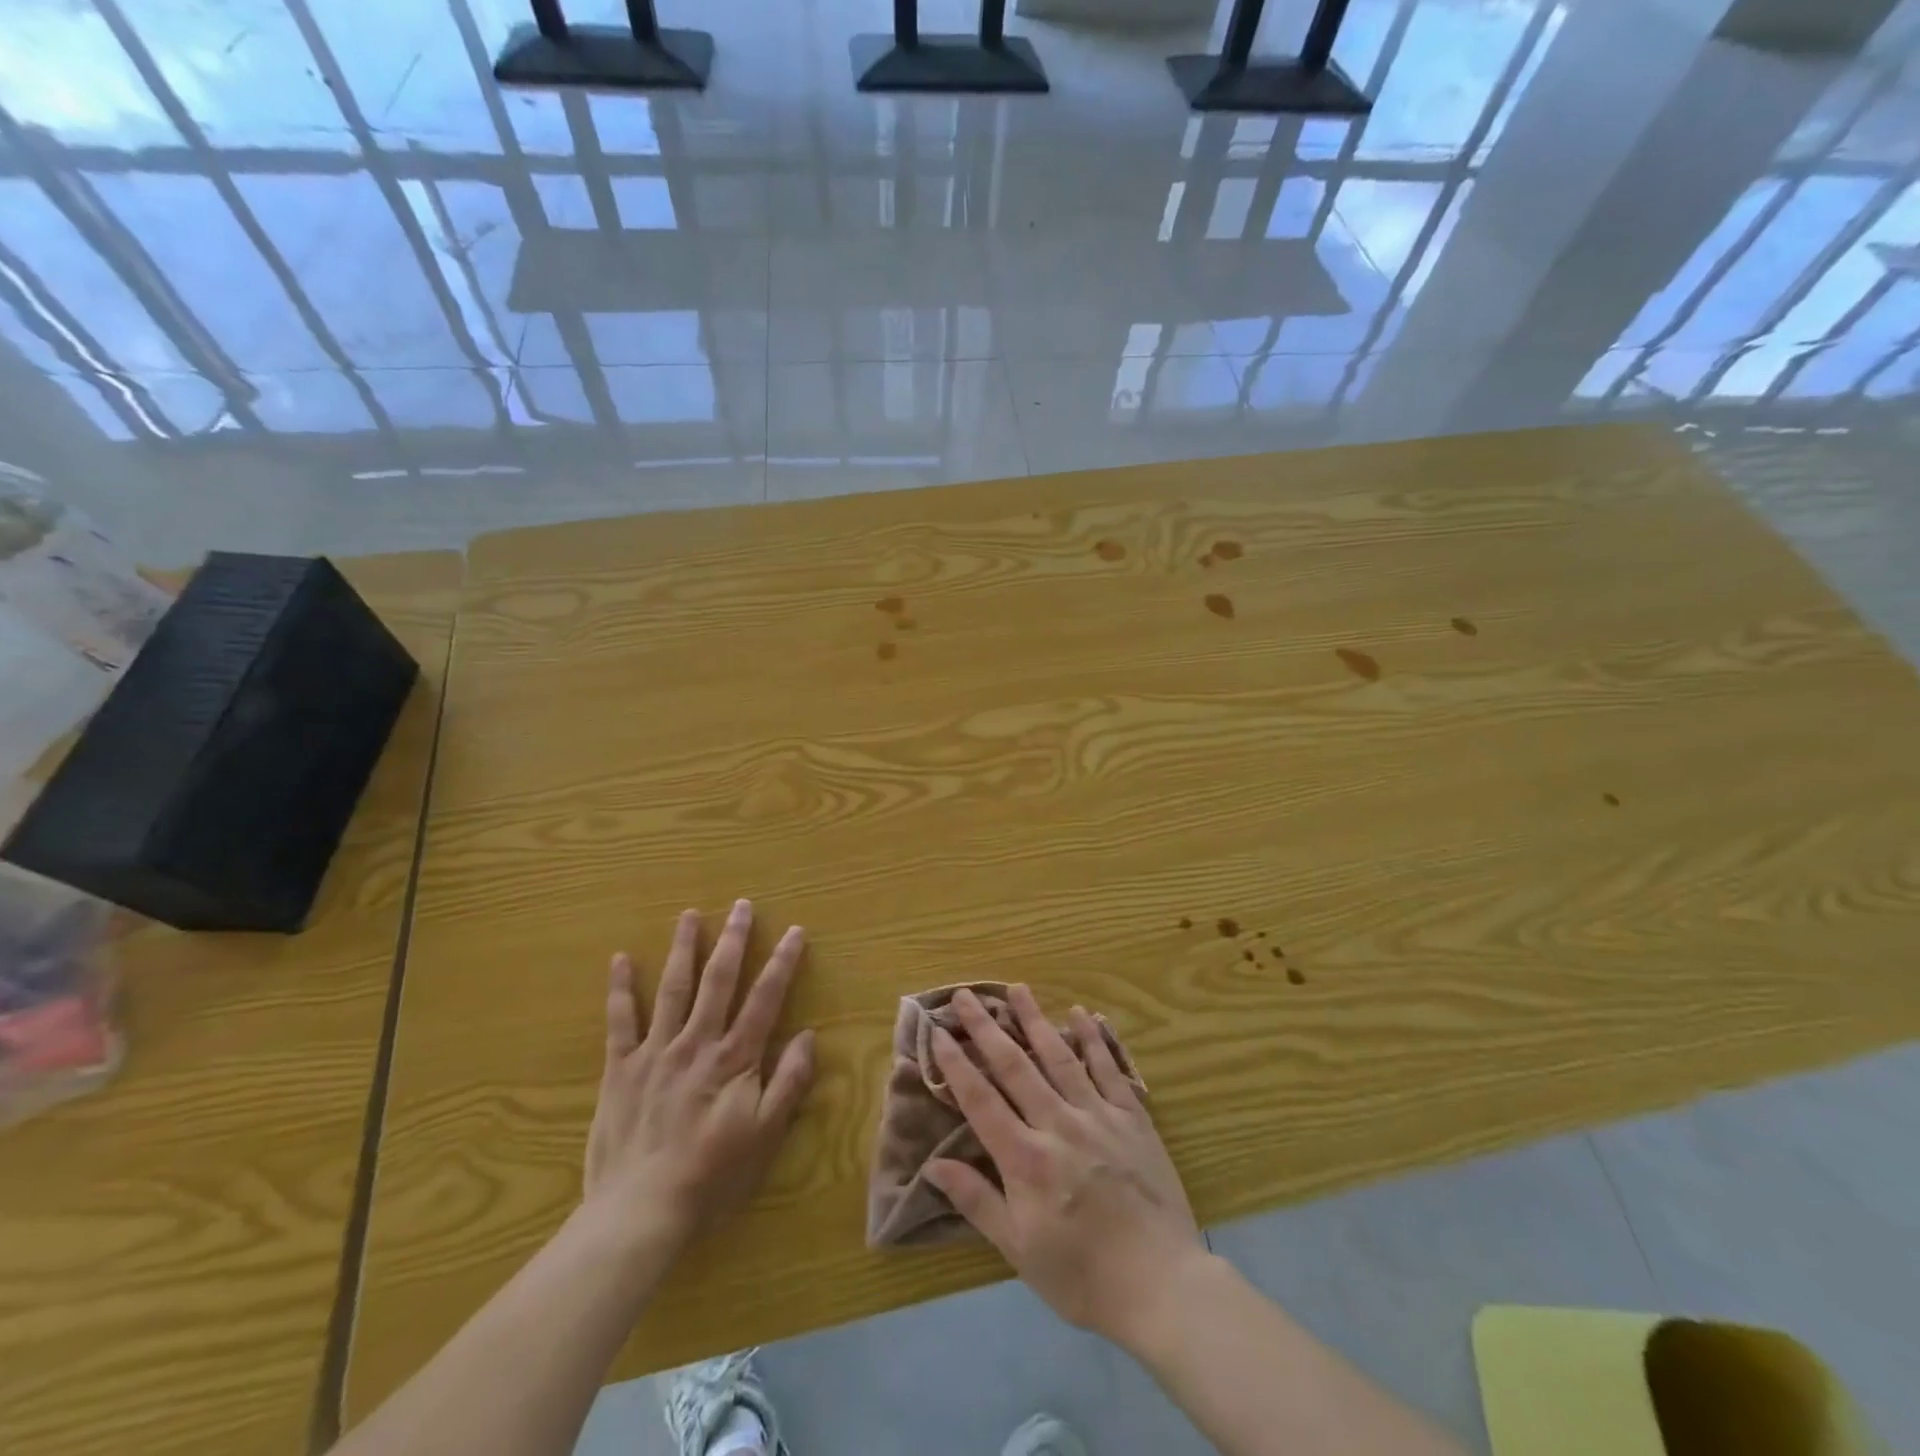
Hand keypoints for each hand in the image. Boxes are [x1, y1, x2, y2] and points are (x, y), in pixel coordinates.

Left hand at [584, 900, 815, 1252]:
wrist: (640, 1211)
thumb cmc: (712, 1175)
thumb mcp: (766, 1134)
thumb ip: (789, 1082)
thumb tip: (808, 1035)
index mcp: (734, 1057)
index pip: (765, 998)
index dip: (782, 962)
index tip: (795, 931)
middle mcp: (697, 1042)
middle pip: (719, 980)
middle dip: (734, 940)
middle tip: (742, 906)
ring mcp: (656, 1051)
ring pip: (673, 988)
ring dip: (684, 948)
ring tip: (690, 915)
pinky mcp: (620, 1068)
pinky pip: (620, 1021)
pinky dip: (620, 989)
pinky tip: (621, 960)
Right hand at [924, 985, 1204, 1346]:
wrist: (1162, 1286)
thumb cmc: (1082, 1275)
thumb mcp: (1019, 1250)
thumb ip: (977, 1201)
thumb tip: (933, 1165)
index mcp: (1026, 1158)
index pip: (981, 1099)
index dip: (956, 1063)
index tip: (937, 1031)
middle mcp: (1058, 1124)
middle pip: (1015, 1066)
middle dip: (986, 1027)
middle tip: (966, 994)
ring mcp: (1098, 1115)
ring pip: (1059, 1056)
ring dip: (1035, 1019)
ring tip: (1017, 988)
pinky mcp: (1132, 1117)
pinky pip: (1109, 1069)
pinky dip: (1094, 1039)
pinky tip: (1082, 1014)